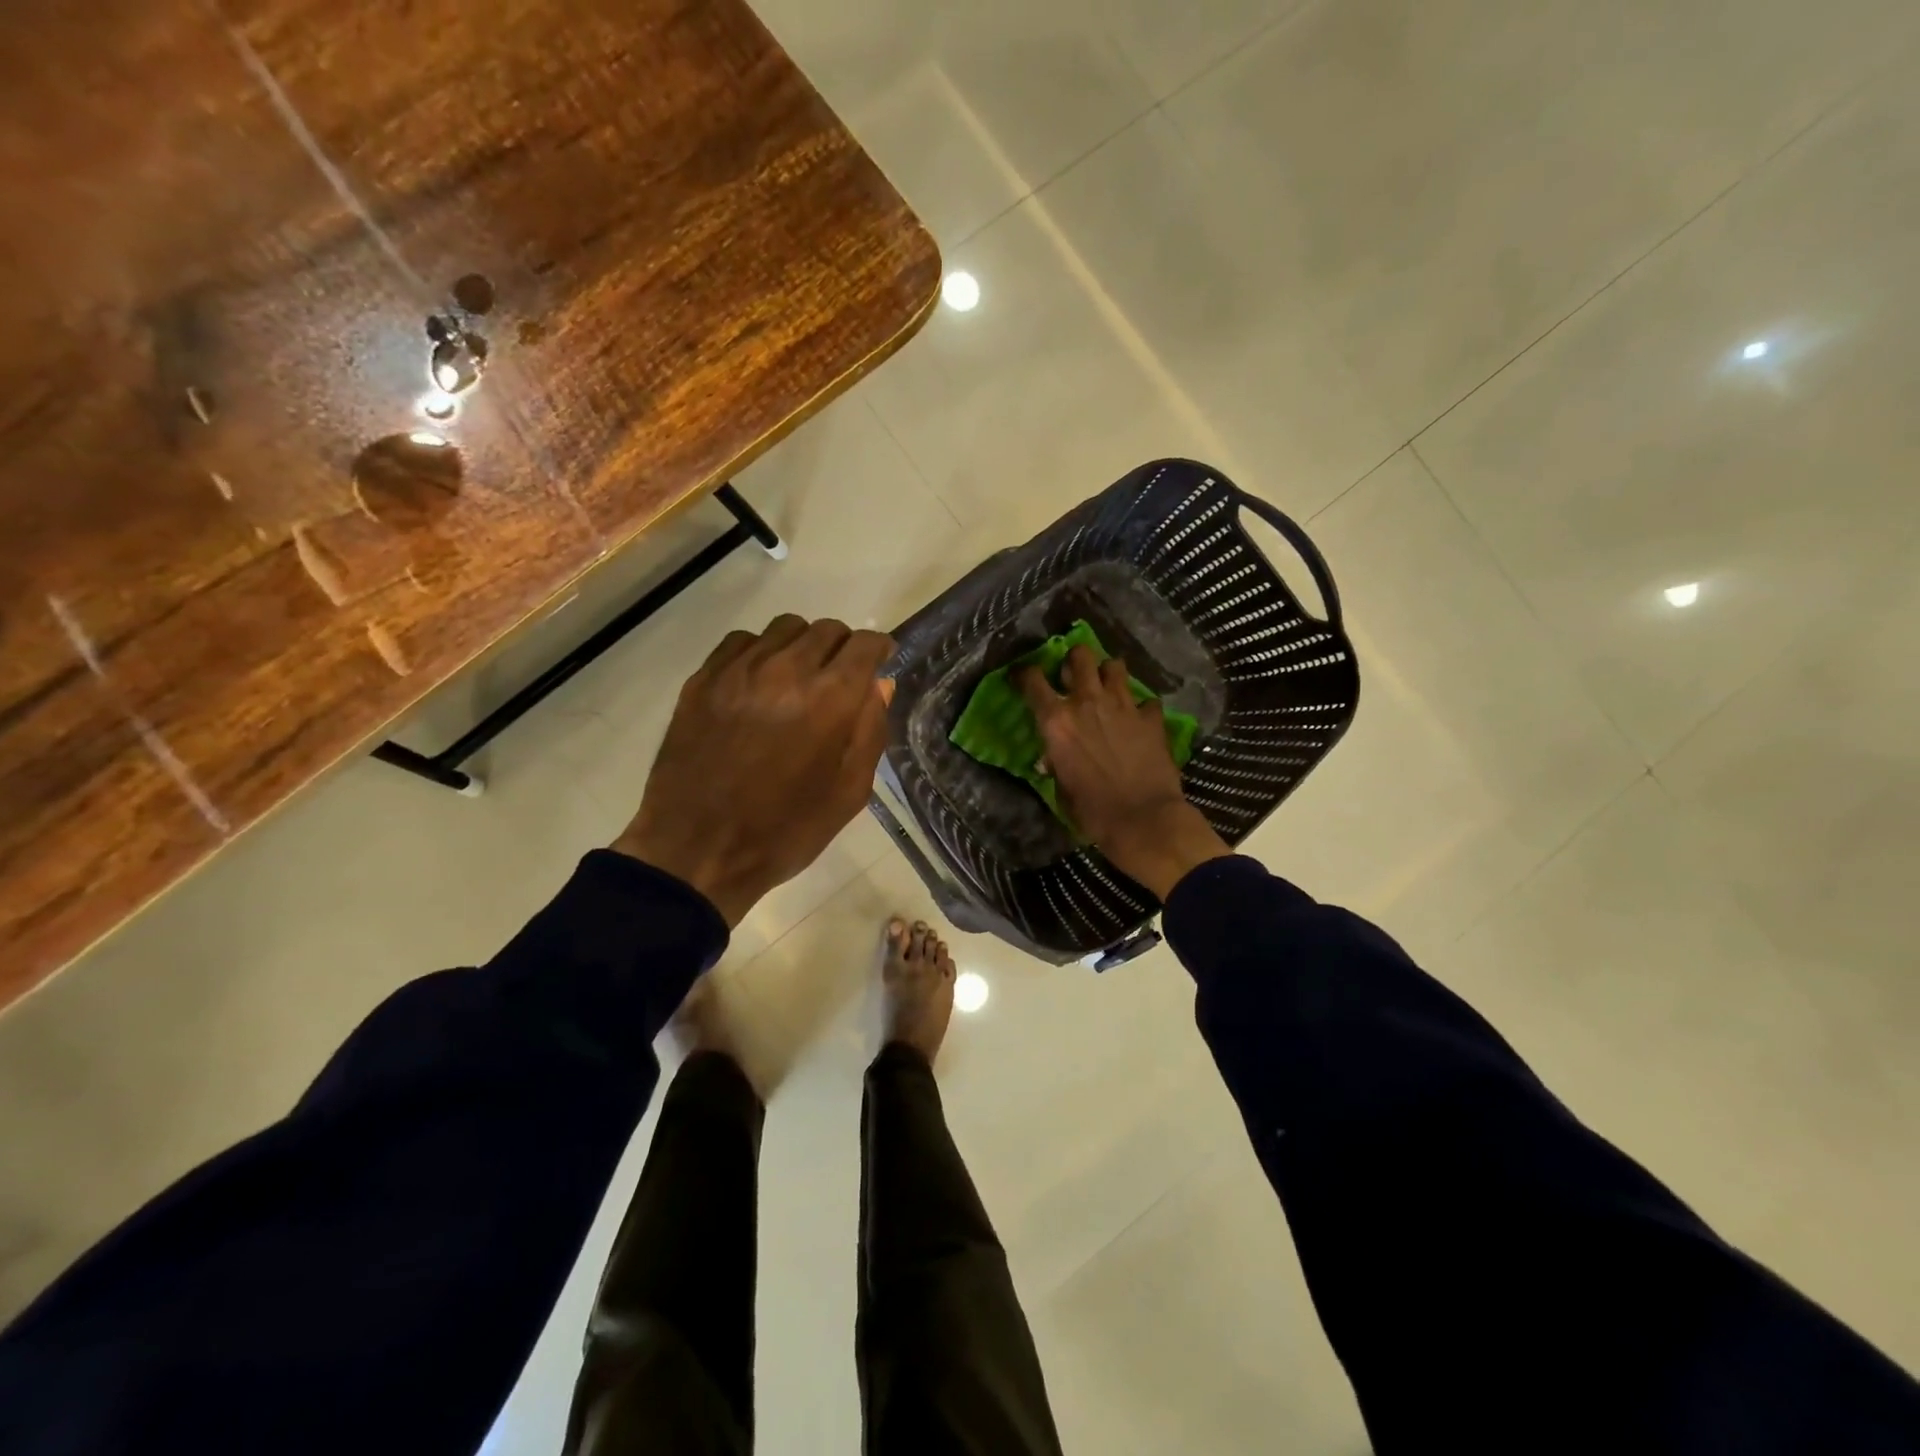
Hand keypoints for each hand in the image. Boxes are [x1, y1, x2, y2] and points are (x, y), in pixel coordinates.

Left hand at [614, 615, 894, 925]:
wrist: (698, 850)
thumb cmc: (785, 830)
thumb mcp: (849, 793)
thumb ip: (870, 731)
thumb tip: (879, 685)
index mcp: (830, 699)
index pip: (864, 643)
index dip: (878, 649)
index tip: (878, 662)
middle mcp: (787, 669)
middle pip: (826, 629)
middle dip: (842, 648)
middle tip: (838, 679)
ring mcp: (739, 670)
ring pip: (784, 628)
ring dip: (802, 646)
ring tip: (797, 679)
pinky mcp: (703, 679)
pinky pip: (741, 641)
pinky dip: (759, 652)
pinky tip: (757, 684)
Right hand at [1018, 645, 1228, 899]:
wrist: (1143, 820)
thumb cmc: (1092, 811)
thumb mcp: (1061, 788)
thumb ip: (1055, 762)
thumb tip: (1052, 758)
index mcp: (1056, 720)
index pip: (1032, 680)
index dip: (1025, 673)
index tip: (1023, 676)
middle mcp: (1087, 702)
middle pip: (1080, 656)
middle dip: (1075, 659)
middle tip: (1074, 673)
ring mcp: (1123, 706)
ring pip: (1115, 666)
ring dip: (1108, 673)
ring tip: (1107, 687)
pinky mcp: (1151, 718)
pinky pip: (1146, 700)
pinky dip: (1142, 707)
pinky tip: (1140, 719)